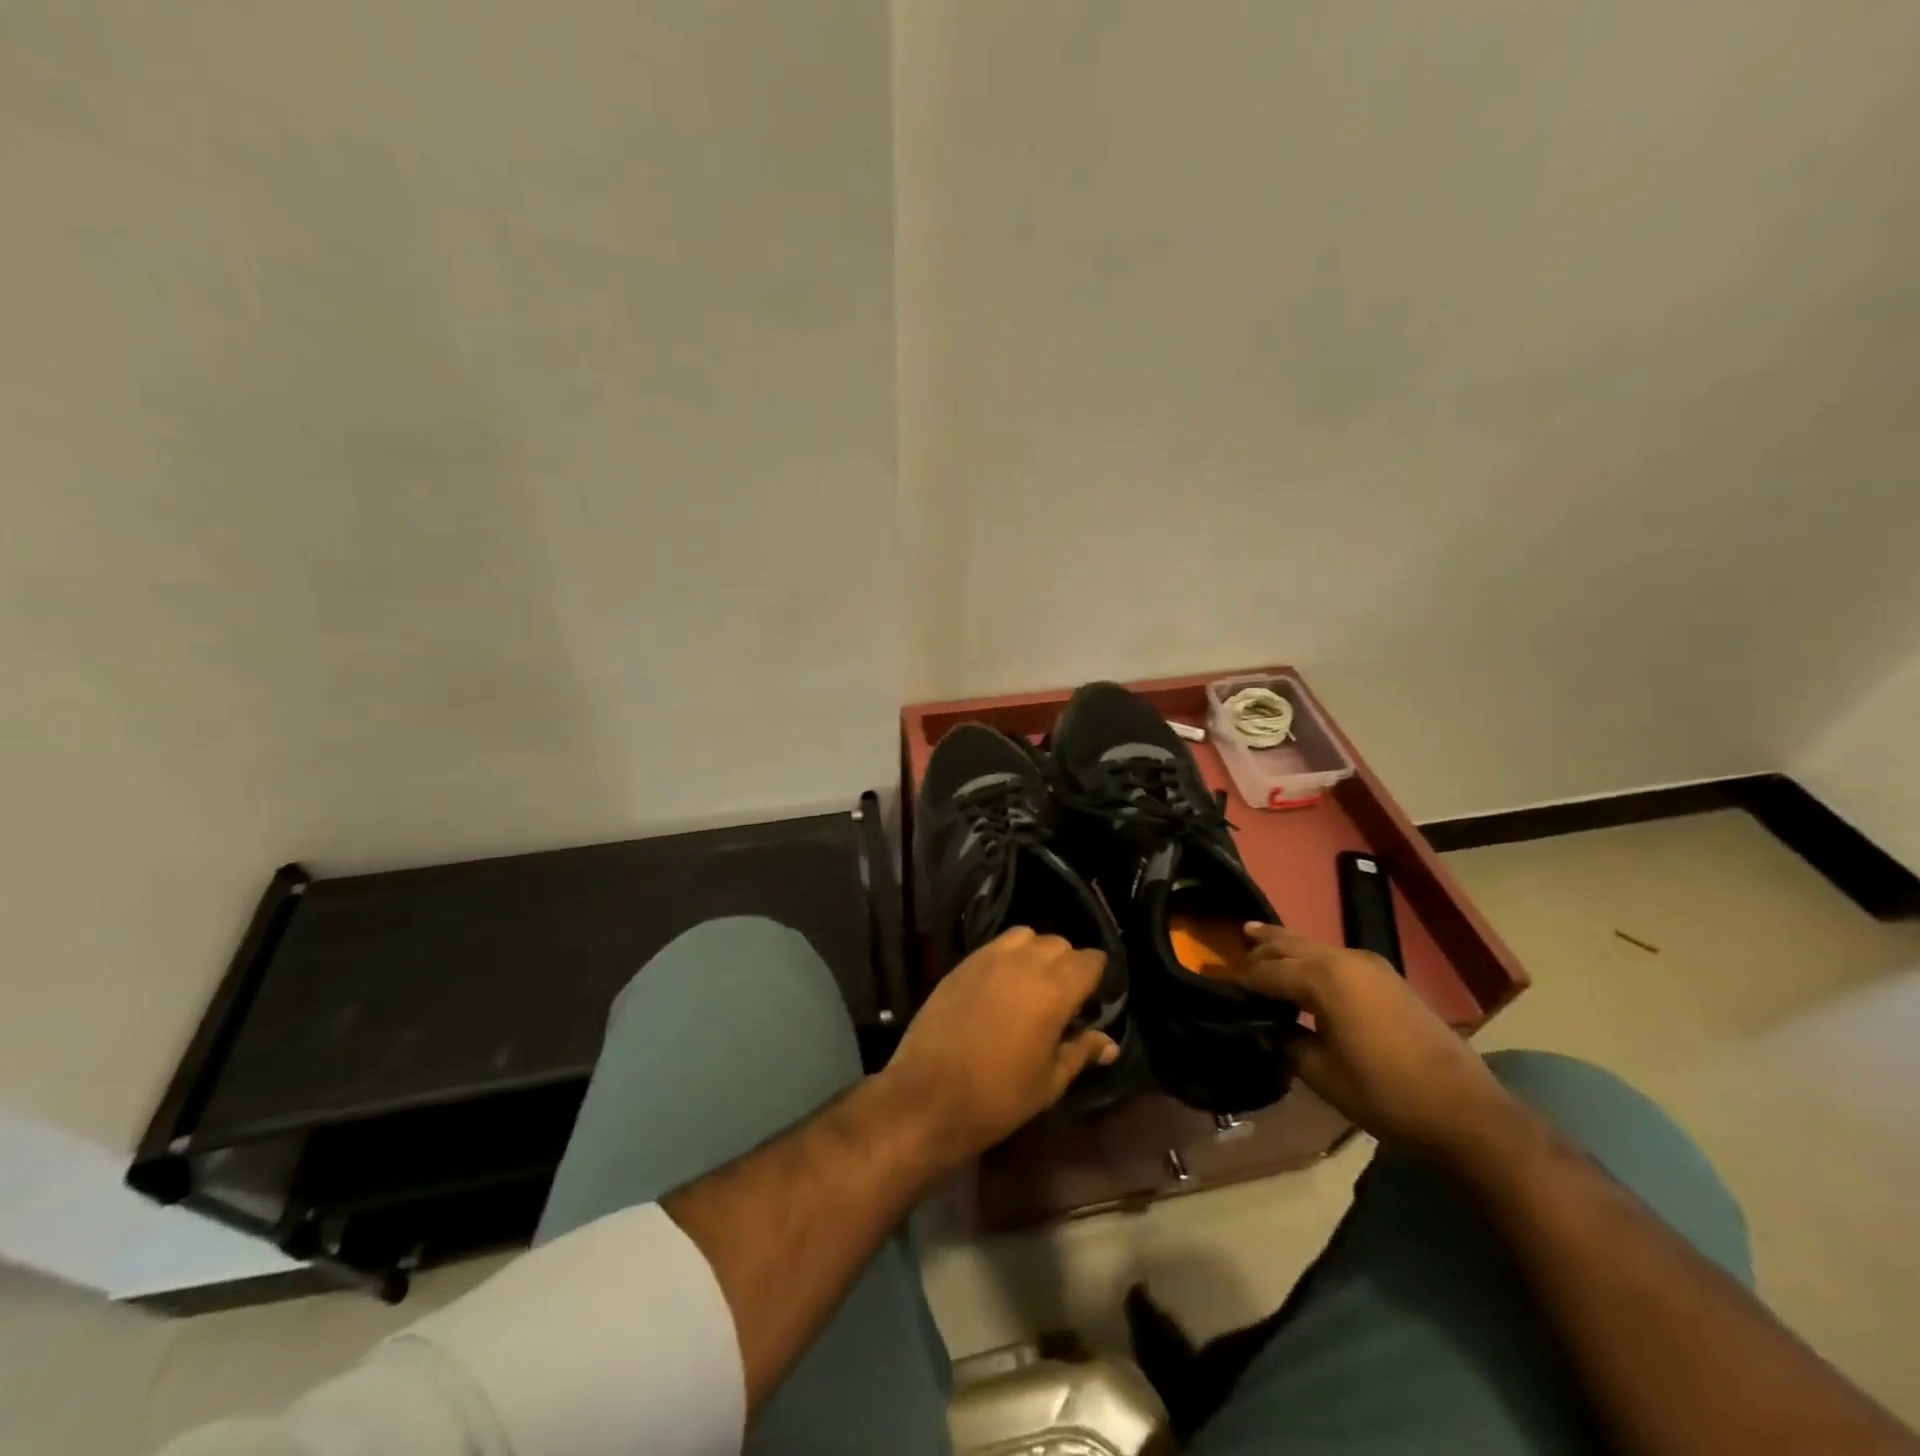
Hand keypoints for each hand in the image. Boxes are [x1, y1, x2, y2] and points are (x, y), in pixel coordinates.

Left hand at [881, 927, 1118, 1163]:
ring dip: (1035, 953)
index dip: (1096, 977)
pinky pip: (994, 946)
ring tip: (1031, 985)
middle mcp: (1023, 963)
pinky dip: (1007, 957)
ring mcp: (988, 959)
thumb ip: (1080, 1052)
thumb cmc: (997, 1098)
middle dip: (1068, 964)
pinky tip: (1001, 987)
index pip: (1090, 960)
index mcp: (1053, 990)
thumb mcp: (1049, 1083)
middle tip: (1063, 998)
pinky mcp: (961, 964)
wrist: (926, 1097)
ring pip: (1025, 936)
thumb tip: (1109, 1044)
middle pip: (1059, 943)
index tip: (1092, 1000)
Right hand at [1240, 924, 1519, 1159]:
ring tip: (1256, 938)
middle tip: (1232, 948)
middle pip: (1289, 945)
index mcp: (1322, 978)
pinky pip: (1334, 956)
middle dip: (1260, 947)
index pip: (1266, 972)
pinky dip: (1310, 956)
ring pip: (1313, 946)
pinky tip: (1302, 965)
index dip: (1241, 980)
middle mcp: (1343, 959)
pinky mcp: (1387, 978)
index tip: (1219, 986)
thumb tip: (1271, 1028)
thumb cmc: (1385, 1093)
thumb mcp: (1321, 1073)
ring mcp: (1370, 965)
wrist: (1466, 1111)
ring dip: (1284, 945)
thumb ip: (1287, 1042)